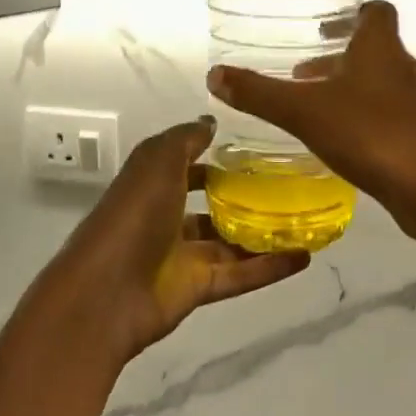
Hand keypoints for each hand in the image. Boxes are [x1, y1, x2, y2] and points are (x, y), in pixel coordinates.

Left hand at [37, 117, 310, 364]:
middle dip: (244, 197)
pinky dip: (270, 267)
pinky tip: (305, 256)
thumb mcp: (158, 161)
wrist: (107, 291)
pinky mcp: (198, 288)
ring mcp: (182, 256)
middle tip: (290, 186)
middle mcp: (167, 217)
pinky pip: (240, 274)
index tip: (256, 151)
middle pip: (211, 205)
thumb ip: (186, 140)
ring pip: (230, 242)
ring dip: (264, 233)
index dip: (215, 158)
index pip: (187, 166)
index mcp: (153, 184)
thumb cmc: (133, 214)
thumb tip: (211, 123)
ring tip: (307, 219)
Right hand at [207, 0, 415, 220]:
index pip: (376, 12)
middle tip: (303, 73)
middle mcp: (403, 69)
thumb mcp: (302, 111)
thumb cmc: (369, 133)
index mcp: (381, 49)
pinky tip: (338, 141)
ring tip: (313, 107)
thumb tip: (215, 75)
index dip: (352, 13)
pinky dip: (362, 118)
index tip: (324, 26)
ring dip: (349, 89)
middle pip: (374, 50)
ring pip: (380, 85)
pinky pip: (387, 116)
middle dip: (338, 58)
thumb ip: (258, 93)